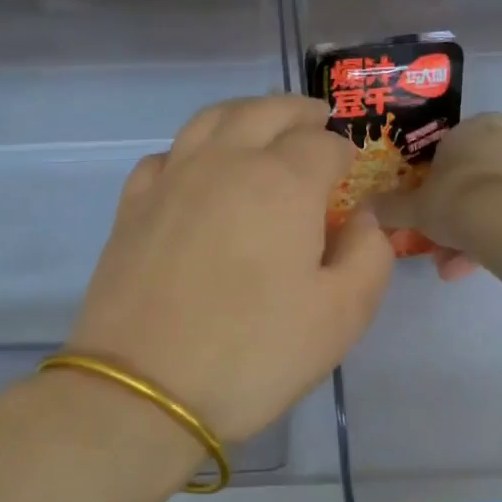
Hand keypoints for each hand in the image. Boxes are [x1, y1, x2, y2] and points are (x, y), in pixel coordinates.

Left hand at [66, 96, 394, 442]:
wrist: (147, 391)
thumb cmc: (256, 354)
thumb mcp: (343, 315)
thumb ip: (369, 255)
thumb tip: (362, 217)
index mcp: (283, 181)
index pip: (323, 143)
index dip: (345, 154)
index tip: (352, 175)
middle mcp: (225, 162)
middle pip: (265, 111)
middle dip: (298, 113)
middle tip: (315, 124)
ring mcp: (171, 180)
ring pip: (211, 120)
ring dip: (245, 115)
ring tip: (261, 130)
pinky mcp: (132, 207)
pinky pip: (166, 156)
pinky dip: (191, 151)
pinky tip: (198, 174)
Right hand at [373, 113, 501, 280]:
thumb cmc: (452, 198)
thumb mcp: (411, 207)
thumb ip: (389, 208)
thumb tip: (364, 207)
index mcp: (470, 130)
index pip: (457, 135)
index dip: (442, 161)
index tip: (428, 185)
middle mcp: (499, 144)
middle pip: (468, 176)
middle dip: (449, 209)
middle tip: (430, 233)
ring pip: (483, 204)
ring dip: (462, 235)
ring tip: (444, 265)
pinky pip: (498, 222)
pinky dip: (479, 244)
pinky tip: (459, 271)